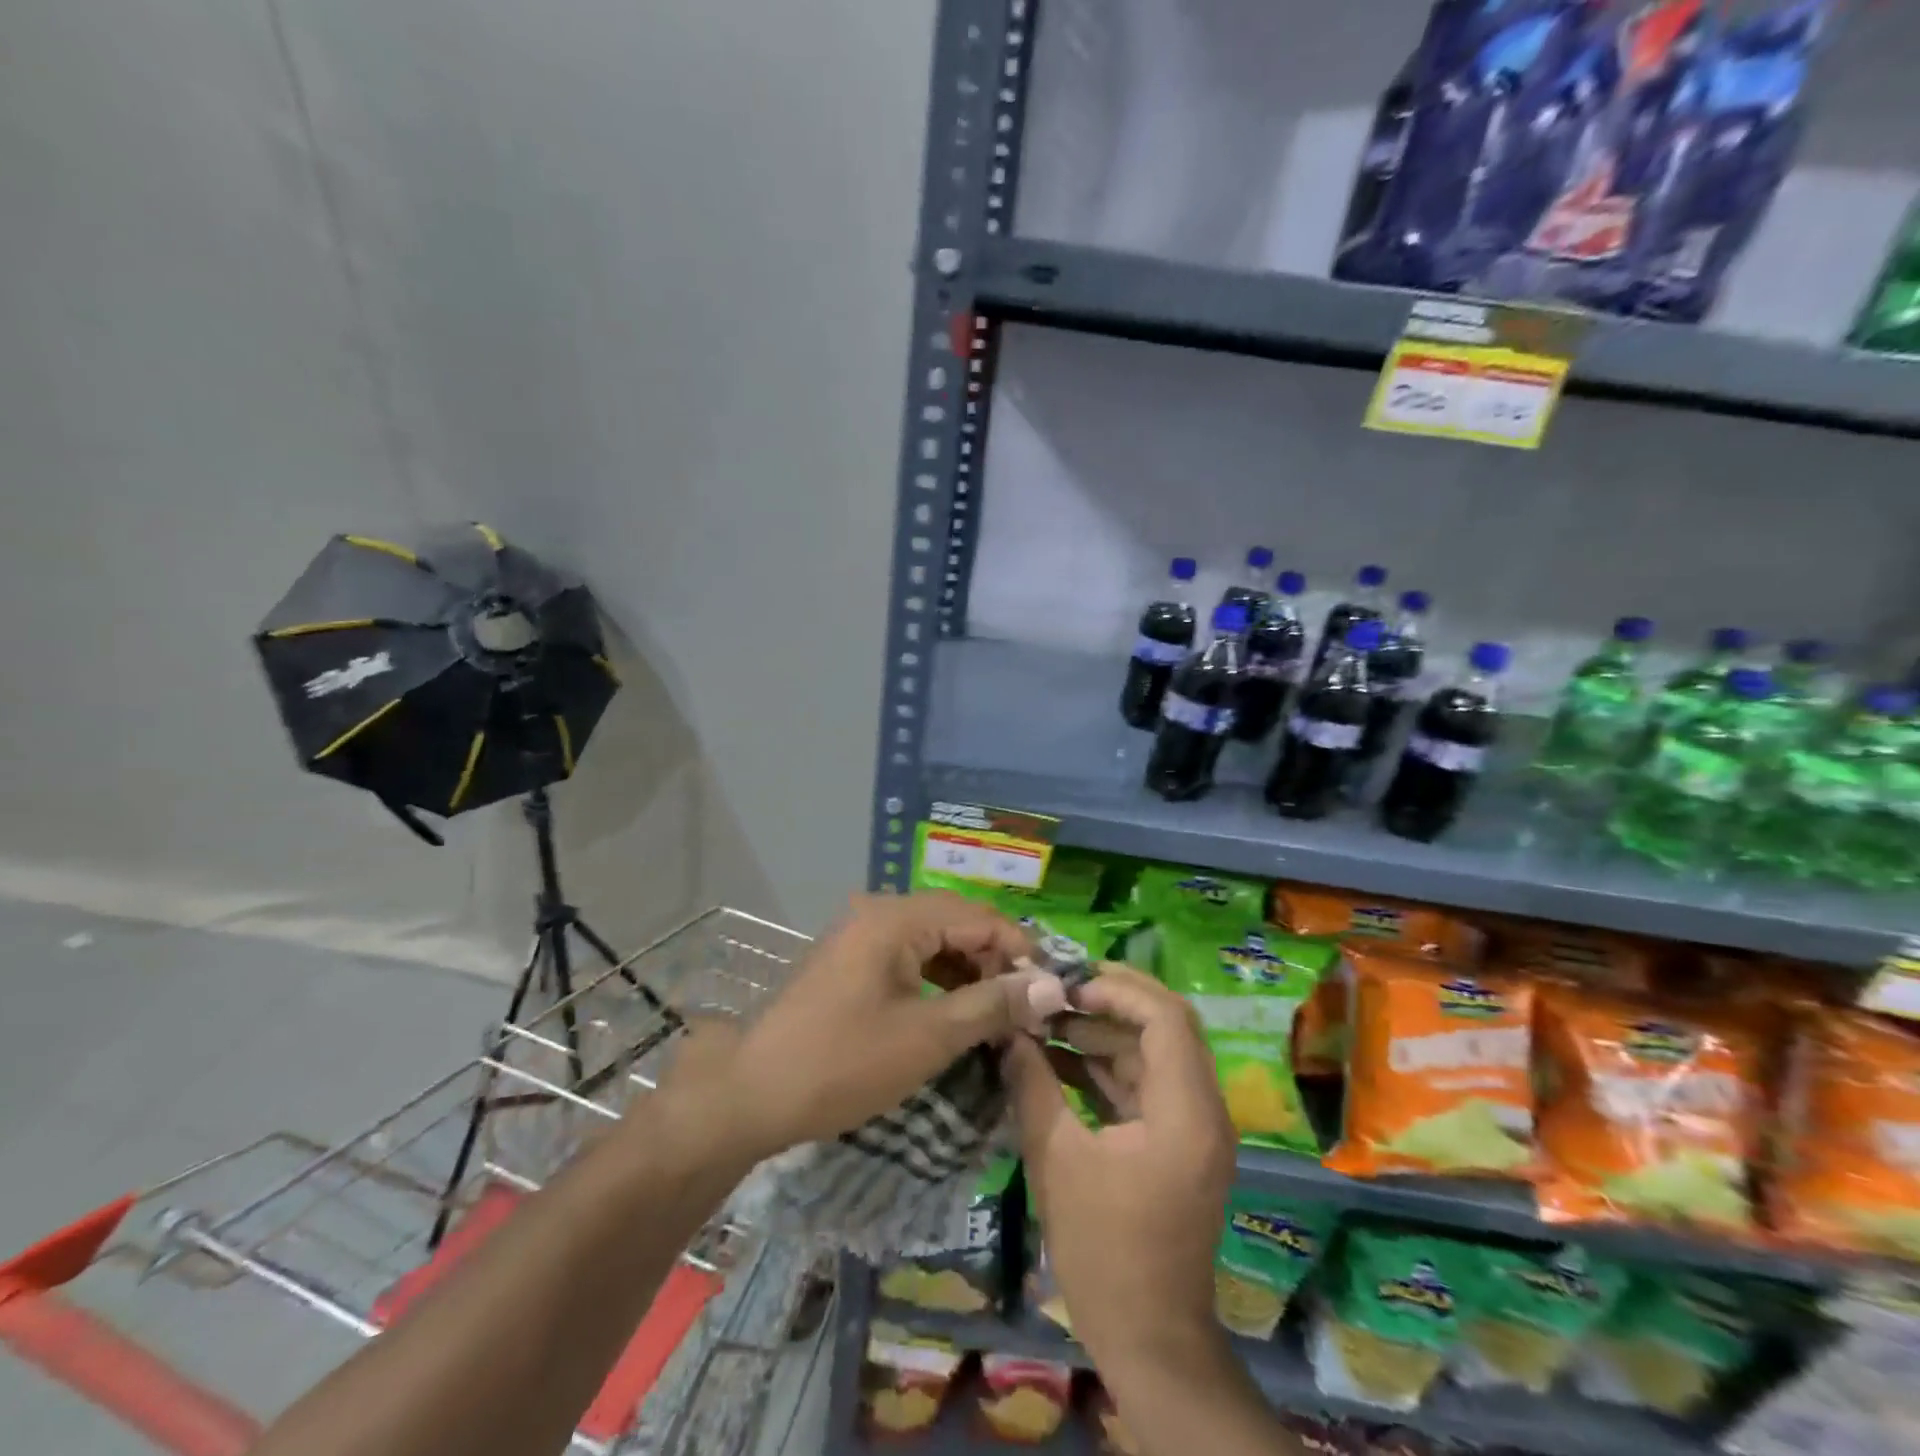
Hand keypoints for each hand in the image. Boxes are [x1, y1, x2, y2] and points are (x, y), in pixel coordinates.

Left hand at [654, 892, 1050, 1164]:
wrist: (753, 1094)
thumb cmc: (843, 1063)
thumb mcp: (928, 1037)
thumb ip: (993, 1005)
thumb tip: (1054, 986)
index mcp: (896, 918)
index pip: (979, 917)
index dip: (1020, 950)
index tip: (1049, 992)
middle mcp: (879, 912)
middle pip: (957, 923)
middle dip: (995, 962)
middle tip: (1026, 1007)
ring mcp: (861, 935)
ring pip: (934, 941)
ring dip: (969, 972)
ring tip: (998, 1015)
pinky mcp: (852, 960)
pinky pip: (909, 957)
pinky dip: (939, 981)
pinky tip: (956, 1013)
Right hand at [1005, 967, 1235, 1383]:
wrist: (1149, 1339)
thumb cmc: (1104, 1250)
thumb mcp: (1056, 1159)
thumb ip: (1032, 1084)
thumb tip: (1008, 1031)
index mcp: (1186, 1109)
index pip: (1166, 1016)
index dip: (1117, 990)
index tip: (1066, 985)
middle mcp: (1202, 1108)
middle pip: (1165, 1027)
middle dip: (1109, 1003)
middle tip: (1054, 992)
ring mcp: (1193, 1127)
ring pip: (1153, 1054)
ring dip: (1103, 1034)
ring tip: (1046, 1020)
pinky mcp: (1177, 1143)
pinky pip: (1146, 1086)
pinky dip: (1106, 1068)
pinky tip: (1059, 1059)